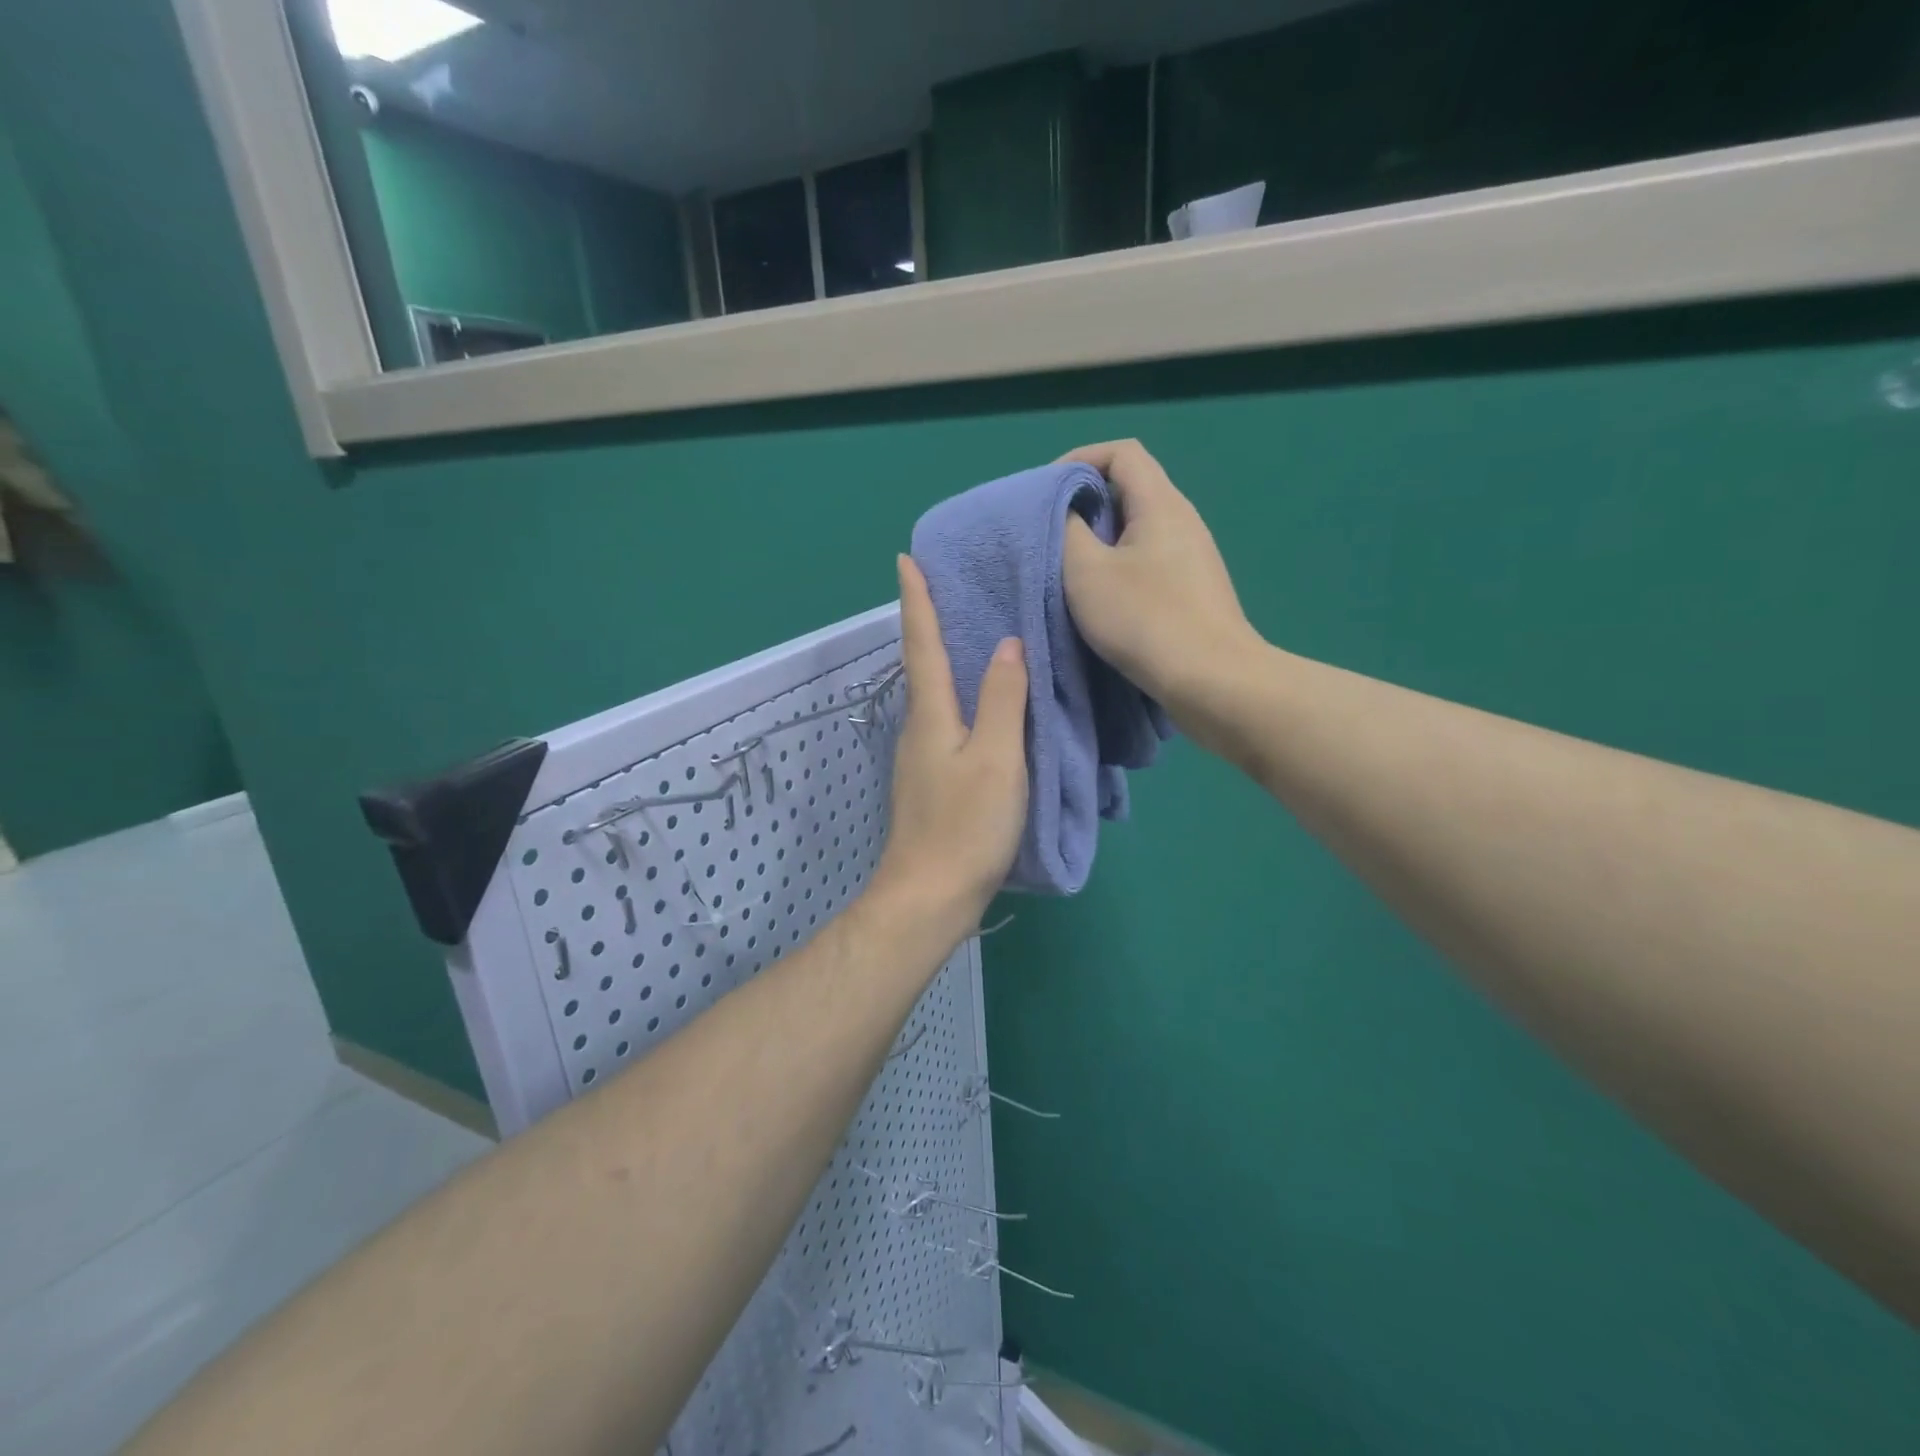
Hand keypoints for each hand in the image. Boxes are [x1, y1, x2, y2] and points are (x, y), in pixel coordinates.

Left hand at [869, 555, 1028, 937]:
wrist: (929, 897)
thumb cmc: (965, 826)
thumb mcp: (997, 759)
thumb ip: (1004, 700)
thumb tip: (1008, 645)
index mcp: (931, 715)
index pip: (922, 644)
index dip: (917, 601)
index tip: (905, 559)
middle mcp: (918, 729)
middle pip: (924, 666)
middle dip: (930, 623)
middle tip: (950, 588)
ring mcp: (921, 759)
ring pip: (936, 697)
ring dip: (947, 661)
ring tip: (975, 636)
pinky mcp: (931, 783)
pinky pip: (948, 724)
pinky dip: (961, 699)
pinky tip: (982, 705)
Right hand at [1059, 440, 1262, 714]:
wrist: (1212, 681)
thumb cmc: (1145, 620)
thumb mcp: (1086, 572)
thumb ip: (1067, 530)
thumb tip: (1066, 512)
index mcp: (1161, 504)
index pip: (1122, 453)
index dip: (1080, 459)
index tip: (1046, 492)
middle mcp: (1184, 520)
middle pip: (1131, 488)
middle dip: (1086, 502)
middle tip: (1051, 532)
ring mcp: (1194, 557)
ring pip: (1139, 529)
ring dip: (1101, 539)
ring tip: (1070, 568)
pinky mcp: (1194, 590)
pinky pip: (1149, 560)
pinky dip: (1119, 566)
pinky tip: (1103, 598)